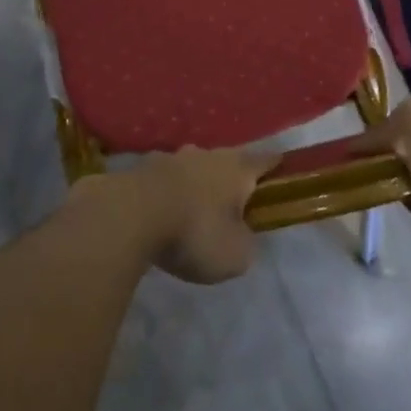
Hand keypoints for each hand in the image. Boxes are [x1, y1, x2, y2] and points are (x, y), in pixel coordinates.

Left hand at [83, 147, 274, 284]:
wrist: (128, 216)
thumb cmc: (194, 232)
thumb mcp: (235, 255)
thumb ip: (245, 244)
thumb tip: (240, 236)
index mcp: (236, 168)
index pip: (264, 160)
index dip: (274, 165)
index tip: (282, 167)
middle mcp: (204, 155)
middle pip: (224, 161)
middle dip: (229, 178)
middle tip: (232, 201)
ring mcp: (168, 158)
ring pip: (190, 168)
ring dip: (194, 184)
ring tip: (192, 209)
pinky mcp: (138, 170)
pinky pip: (161, 181)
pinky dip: (165, 194)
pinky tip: (160, 212)